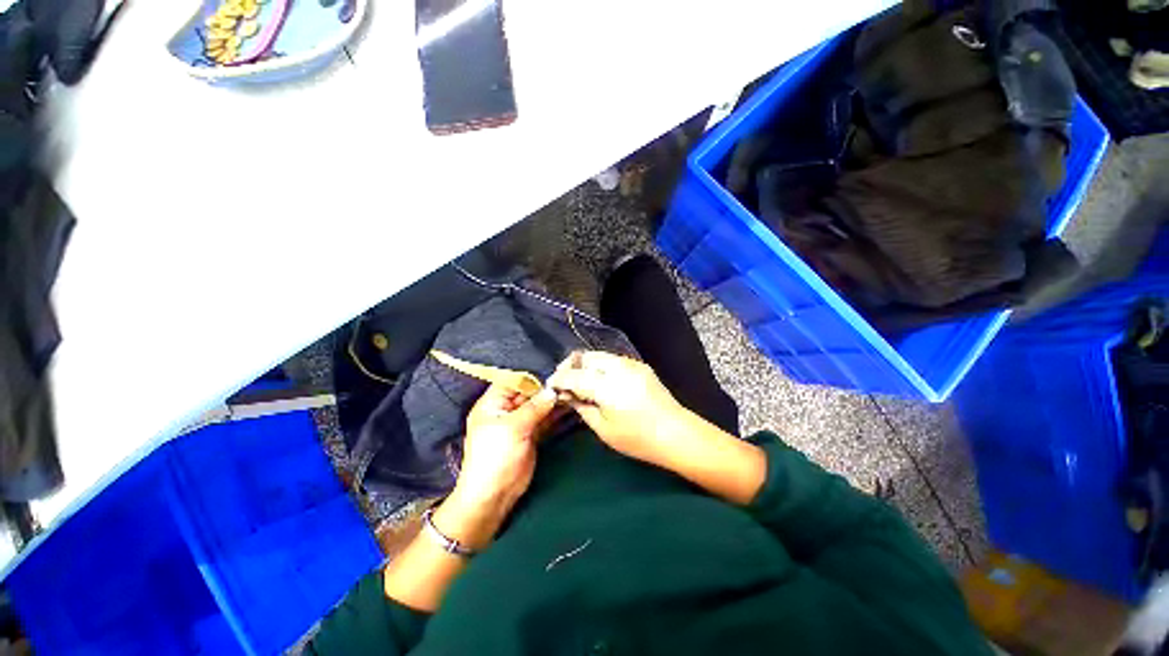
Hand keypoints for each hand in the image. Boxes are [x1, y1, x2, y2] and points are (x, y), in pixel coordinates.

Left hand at [434, 384, 557, 549]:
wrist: (494, 495)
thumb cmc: (495, 457)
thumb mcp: (513, 428)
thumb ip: (534, 407)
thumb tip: (553, 391)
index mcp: (493, 403)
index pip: (513, 381)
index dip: (532, 376)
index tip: (553, 372)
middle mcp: (506, 410)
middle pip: (528, 392)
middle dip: (546, 388)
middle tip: (568, 380)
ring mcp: (520, 422)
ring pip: (538, 406)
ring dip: (553, 400)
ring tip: (573, 391)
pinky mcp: (531, 434)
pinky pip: (544, 419)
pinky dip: (556, 414)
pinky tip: (569, 406)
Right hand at [546, 351, 690, 465]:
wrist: (676, 433)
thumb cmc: (637, 438)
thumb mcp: (603, 428)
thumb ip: (582, 407)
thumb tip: (566, 395)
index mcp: (605, 385)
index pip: (573, 374)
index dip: (559, 379)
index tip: (551, 386)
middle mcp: (617, 367)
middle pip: (585, 356)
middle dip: (571, 366)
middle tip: (565, 382)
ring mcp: (631, 363)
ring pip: (599, 355)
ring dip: (586, 364)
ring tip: (582, 381)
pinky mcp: (640, 365)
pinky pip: (613, 359)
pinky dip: (601, 366)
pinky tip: (601, 381)